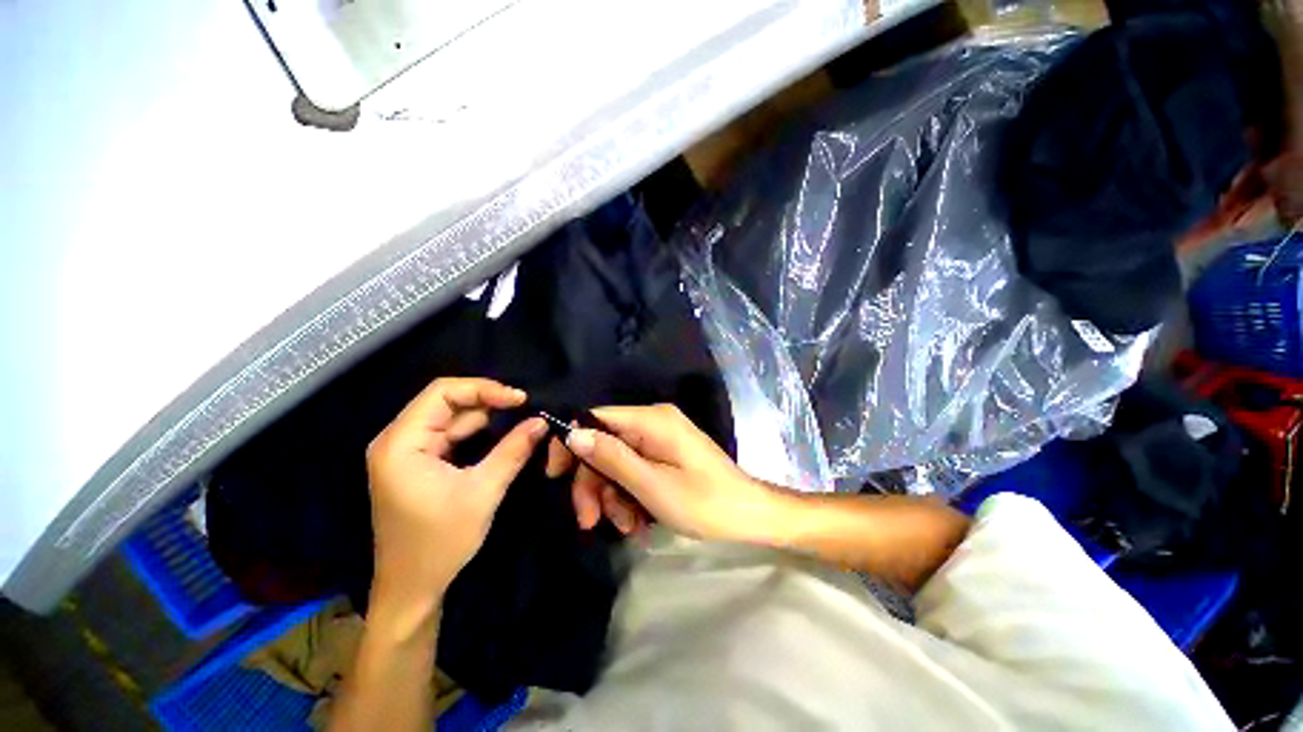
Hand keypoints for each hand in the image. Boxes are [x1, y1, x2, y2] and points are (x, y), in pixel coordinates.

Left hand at [366, 378, 546, 602]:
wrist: (412, 588)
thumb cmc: (441, 543)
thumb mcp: (483, 493)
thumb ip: (513, 451)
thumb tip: (541, 421)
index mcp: (400, 444)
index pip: (442, 393)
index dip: (483, 389)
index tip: (520, 399)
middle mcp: (397, 440)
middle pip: (445, 402)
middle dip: (487, 402)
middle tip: (526, 408)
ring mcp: (406, 452)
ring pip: (450, 418)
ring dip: (485, 417)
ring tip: (520, 418)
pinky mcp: (417, 462)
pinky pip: (450, 435)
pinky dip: (477, 432)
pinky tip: (502, 434)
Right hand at [548, 404, 783, 541]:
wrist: (749, 515)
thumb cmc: (704, 502)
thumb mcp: (651, 485)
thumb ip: (611, 457)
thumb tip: (573, 433)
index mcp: (651, 419)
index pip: (595, 417)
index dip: (572, 443)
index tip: (556, 476)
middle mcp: (653, 421)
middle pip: (604, 443)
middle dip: (594, 482)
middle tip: (590, 521)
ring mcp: (660, 438)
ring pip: (617, 461)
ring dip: (612, 495)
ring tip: (624, 527)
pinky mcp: (666, 453)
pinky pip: (635, 468)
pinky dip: (629, 494)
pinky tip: (636, 521)